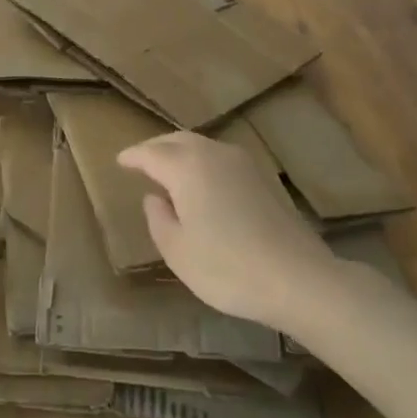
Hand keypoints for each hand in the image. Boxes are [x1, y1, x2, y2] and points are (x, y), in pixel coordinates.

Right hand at [118, 130, 336, 330]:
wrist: (297, 277)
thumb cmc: (227, 268)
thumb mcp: (178, 251)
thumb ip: (159, 220)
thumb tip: (154, 198)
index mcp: (186, 167)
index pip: (151, 153)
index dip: (133, 156)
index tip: (119, 161)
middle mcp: (213, 154)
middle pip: (177, 140)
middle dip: (156, 147)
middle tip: (141, 160)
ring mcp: (242, 162)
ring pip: (202, 145)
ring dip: (181, 152)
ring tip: (169, 170)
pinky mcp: (263, 177)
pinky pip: (220, 158)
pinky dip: (202, 162)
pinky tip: (203, 183)